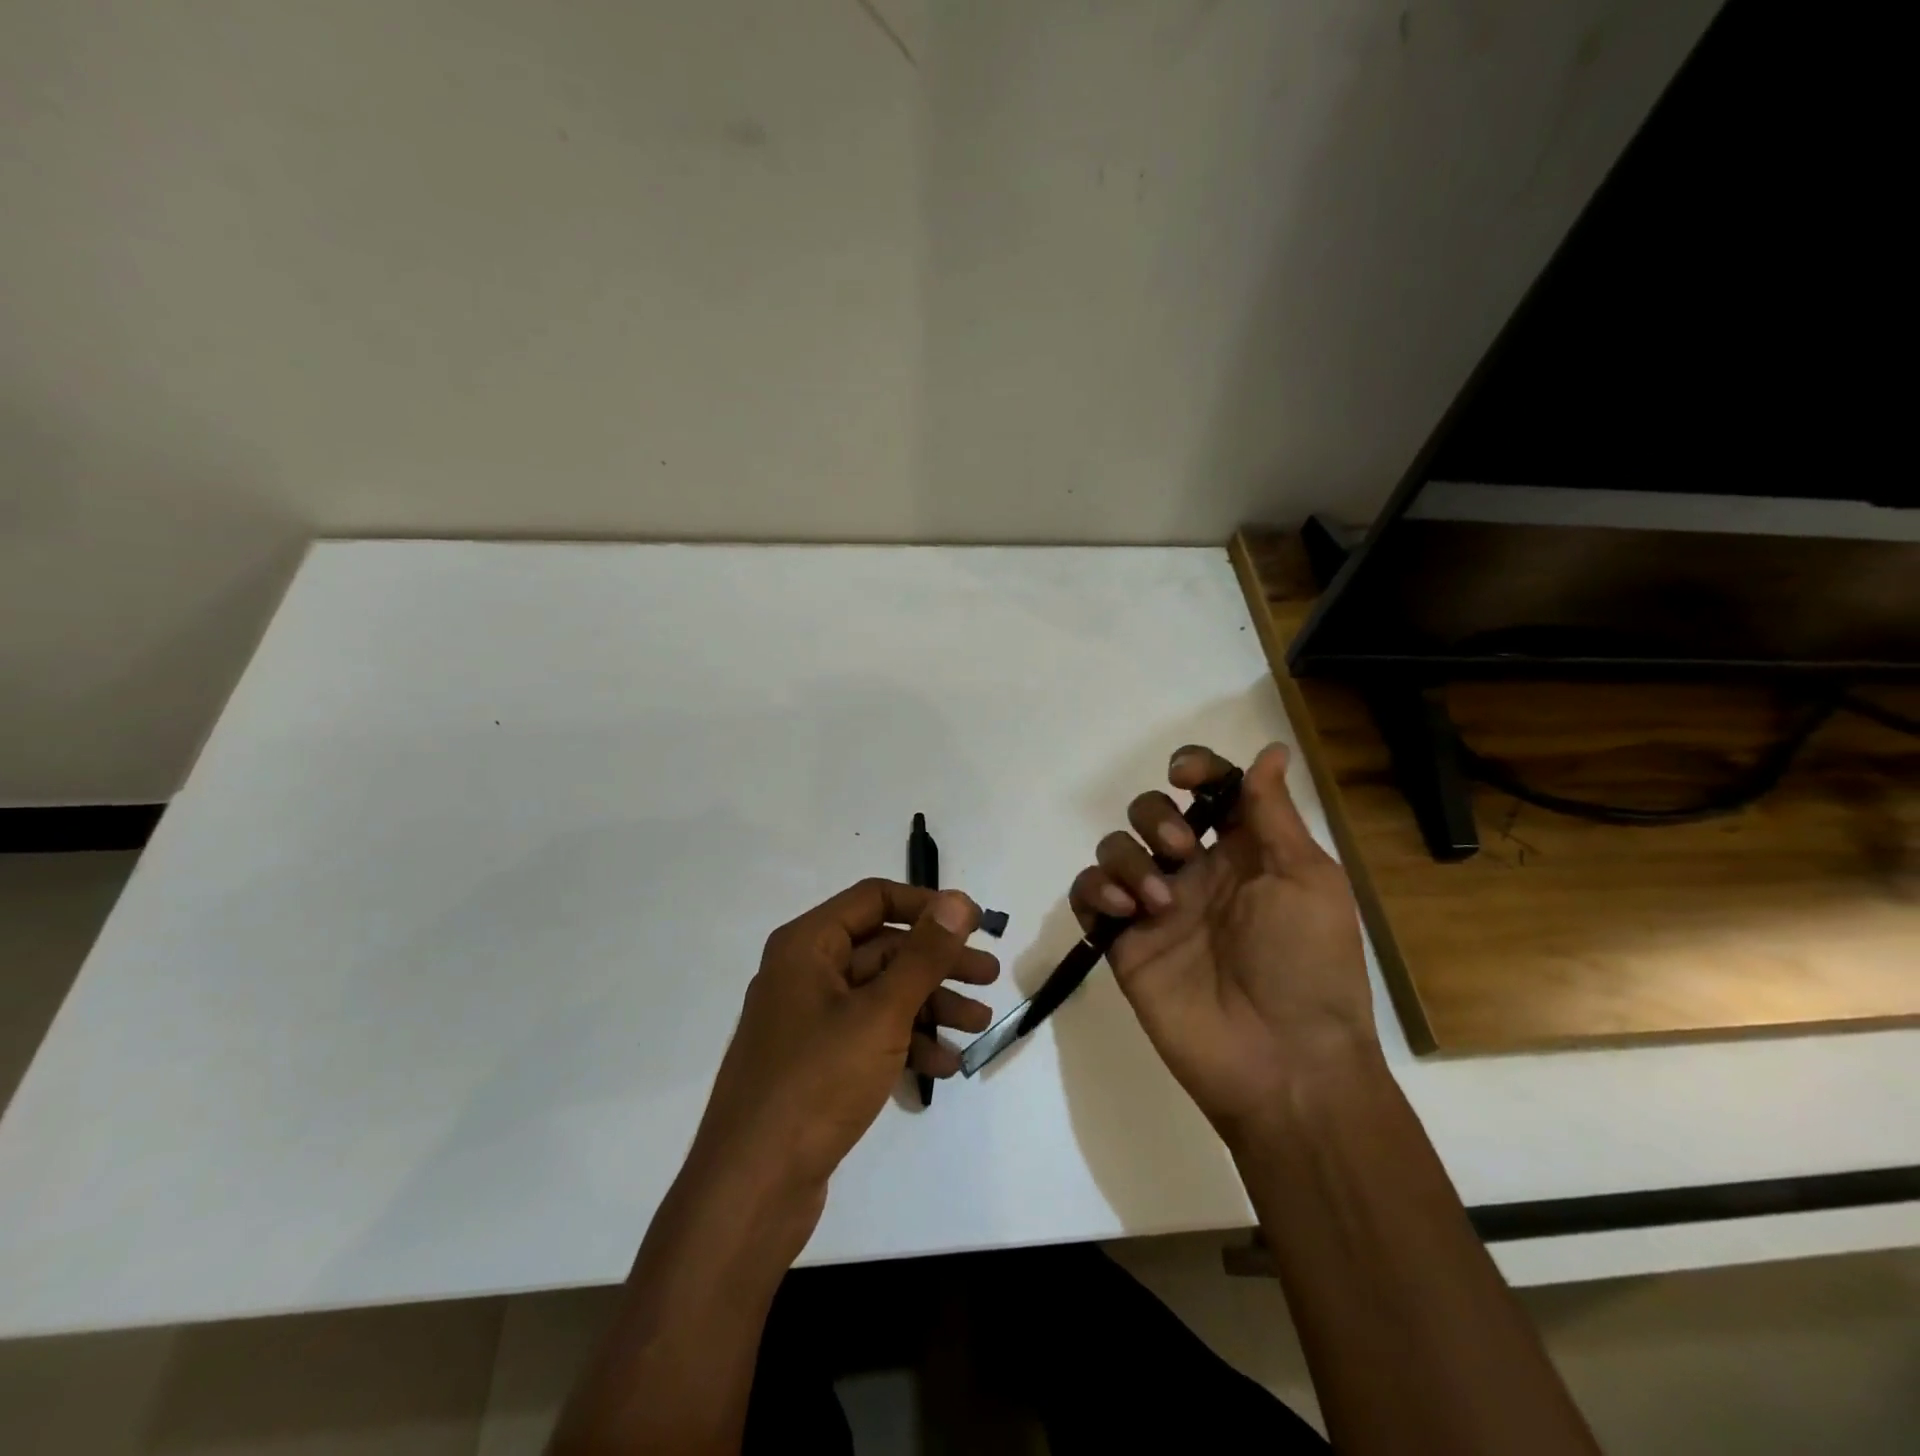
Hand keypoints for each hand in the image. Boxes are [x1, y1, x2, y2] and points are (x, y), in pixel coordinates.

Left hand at [686, 880, 997, 1225]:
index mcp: (808, 945)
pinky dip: (907, 1043)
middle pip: (883, 948)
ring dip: (931, 1005)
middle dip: (938, 963)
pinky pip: (870, 1035)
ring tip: (979, 1024)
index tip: (974, 924)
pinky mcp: (816, 1062)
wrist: (751, 1189)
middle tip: (990, 977)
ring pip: (881, 994)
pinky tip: (945, 1066)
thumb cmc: (817, 1082)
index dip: (927, 906)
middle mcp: (805, 972)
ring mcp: (809, 1020)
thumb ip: (924, 955)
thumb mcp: (881, 1013)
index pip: (875, 899)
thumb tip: (957, 900)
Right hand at [1067, 743, 1375, 1140]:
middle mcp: (1195, 872)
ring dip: (1129, 857)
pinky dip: (1096, 889)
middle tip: (1183, 851)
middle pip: (1150, 811)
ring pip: (1114, 847)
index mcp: (1243, 852)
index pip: (1207, 790)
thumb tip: (1271, 749)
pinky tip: (1125, 909)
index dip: (1194, 769)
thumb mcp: (1307, 880)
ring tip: (1158, 901)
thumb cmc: (1309, 965)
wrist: (1283, 1063)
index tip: (1186, 777)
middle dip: (1156, 816)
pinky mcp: (1123, 942)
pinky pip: (1087, 894)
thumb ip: (1275, 814)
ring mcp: (1155, 907)